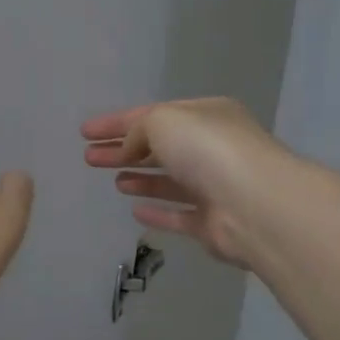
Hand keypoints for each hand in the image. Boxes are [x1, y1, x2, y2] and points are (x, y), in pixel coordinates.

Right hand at [81, 98, 286, 268]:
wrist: (255, 205)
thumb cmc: (207, 150)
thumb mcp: (163, 121)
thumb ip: (138, 131)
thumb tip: (129, 150)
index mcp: (206, 115)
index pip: (152, 115)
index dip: (116, 122)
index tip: (85, 133)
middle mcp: (213, 148)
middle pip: (159, 148)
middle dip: (123, 150)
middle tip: (89, 157)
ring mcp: (215, 188)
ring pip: (170, 181)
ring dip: (141, 178)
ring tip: (113, 180)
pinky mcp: (213, 224)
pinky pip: (179, 215)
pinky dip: (158, 211)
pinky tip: (135, 210)